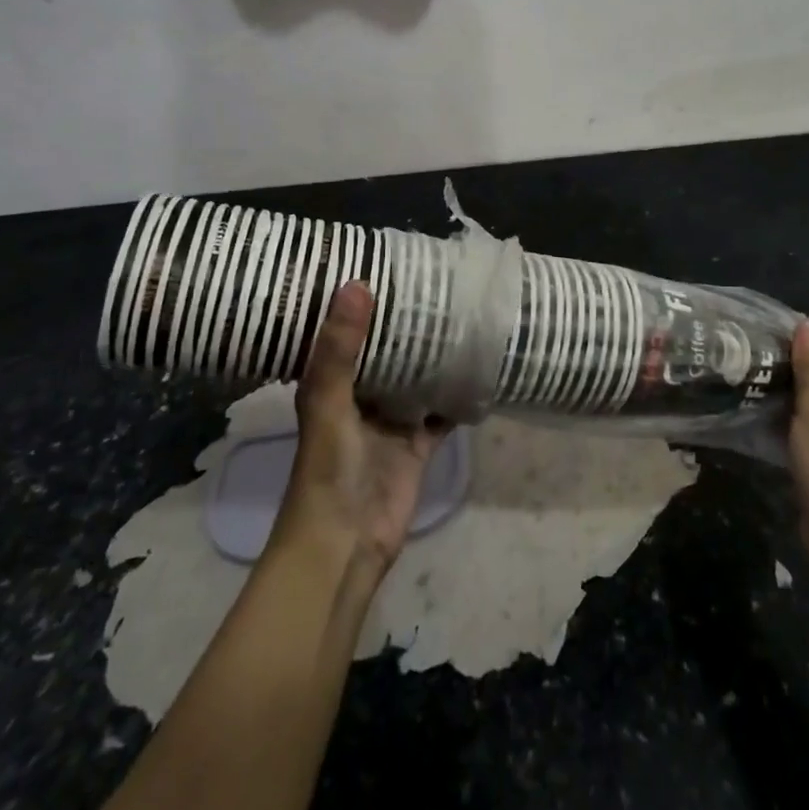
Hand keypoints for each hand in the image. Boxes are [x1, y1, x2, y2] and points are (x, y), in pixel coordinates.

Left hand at [271, 282, 449, 580]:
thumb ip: (340, 350)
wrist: (344, 546)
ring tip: (463, 313)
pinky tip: (480, 367)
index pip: (347, 330)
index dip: (363, 300)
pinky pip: (441, 410)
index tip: (389, 263)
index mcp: (331, 382)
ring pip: (416, 377)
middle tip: (438, 282)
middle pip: (387, 350)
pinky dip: (457, 394)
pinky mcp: (418, 443)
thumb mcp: (328, 404)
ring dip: (434, 353)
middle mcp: (361, 395)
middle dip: (407, 323)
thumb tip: (355, 283)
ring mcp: (391, 420)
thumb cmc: (328, 470)